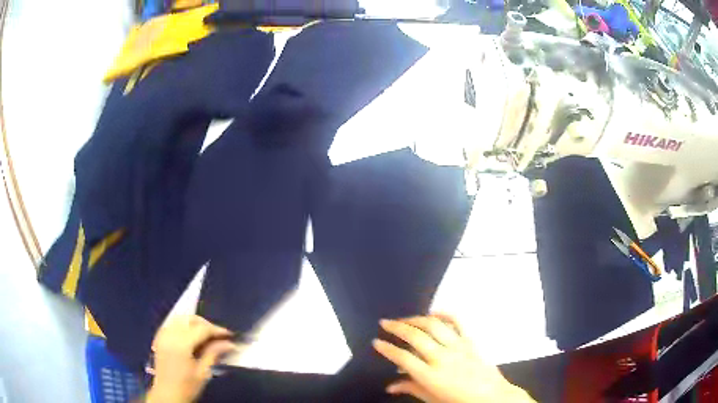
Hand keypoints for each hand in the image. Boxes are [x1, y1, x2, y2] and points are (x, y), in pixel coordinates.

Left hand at [146, 315, 235, 402]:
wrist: (167, 395)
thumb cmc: (187, 387)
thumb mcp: (203, 372)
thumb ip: (214, 354)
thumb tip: (230, 344)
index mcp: (181, 344)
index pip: (202, 329)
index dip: (217, 330)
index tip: (230, 335)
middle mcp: (170, 334)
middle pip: (190, 320)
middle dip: (206, 324)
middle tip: (219, 336)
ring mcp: (162, 335)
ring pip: (180, 319)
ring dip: (194, 323)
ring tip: (206, 336)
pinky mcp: (159, 338)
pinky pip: (172, 324)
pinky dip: (183, 326)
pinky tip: (190, 336)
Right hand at [373, 313, 534, 402]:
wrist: (492, 397)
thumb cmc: (460, 402)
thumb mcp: (432, 399)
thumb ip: (411, 389)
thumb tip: (390, 386)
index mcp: (431, 376)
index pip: (403, 358)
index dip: (387, 348)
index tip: (376, 342)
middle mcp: (443, 358)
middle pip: (416, 337)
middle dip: (397, 327)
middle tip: (384, 323)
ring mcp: (458, 347)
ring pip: (434, 326)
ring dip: (416, 319)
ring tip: (404, 318)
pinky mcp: (470, 341)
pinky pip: (458, 322)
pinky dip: (444, 314)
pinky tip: (433, 313)